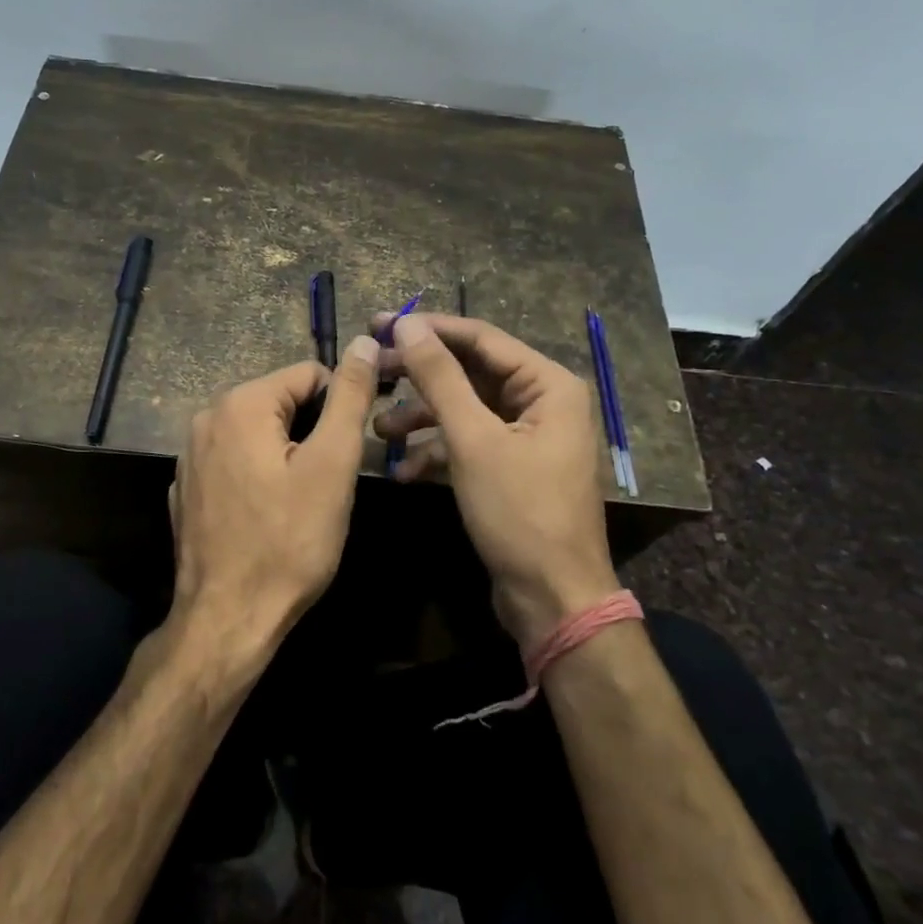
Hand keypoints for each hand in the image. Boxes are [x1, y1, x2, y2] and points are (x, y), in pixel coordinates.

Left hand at [168, 335, 380, 663]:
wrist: (228, 619)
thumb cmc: (289, 541)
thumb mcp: (332, 464)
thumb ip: (349, 397)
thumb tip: (364, 341)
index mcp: (240, 403)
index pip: (309, 374)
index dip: (339, 407)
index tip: (351, 450)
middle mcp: (205, 418)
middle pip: (281, 403)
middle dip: (311, 432)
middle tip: (329, 482)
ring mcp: (189, 456)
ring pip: (259, 434)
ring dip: (286, 455)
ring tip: (302, 501)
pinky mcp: (186, 490)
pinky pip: (235, 463)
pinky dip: (258, 476)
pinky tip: (268, 516)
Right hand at [375, 313, 615, 645]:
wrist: (552, 598)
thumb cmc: (519, 512)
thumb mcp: (473, 440)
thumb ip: (439, 377)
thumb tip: (407, 325)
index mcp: (547, 384)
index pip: (480, 338)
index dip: (427, 330)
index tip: (378, 325)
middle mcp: (542, 402)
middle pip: (470, 373)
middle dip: (419, 378)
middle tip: (370, 371)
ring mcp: (527, 437)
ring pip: (465, 410)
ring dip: (422, 419)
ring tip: (379, 432)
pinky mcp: (511, 468)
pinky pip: (469, 444)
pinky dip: (437, 452)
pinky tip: (403, 472)